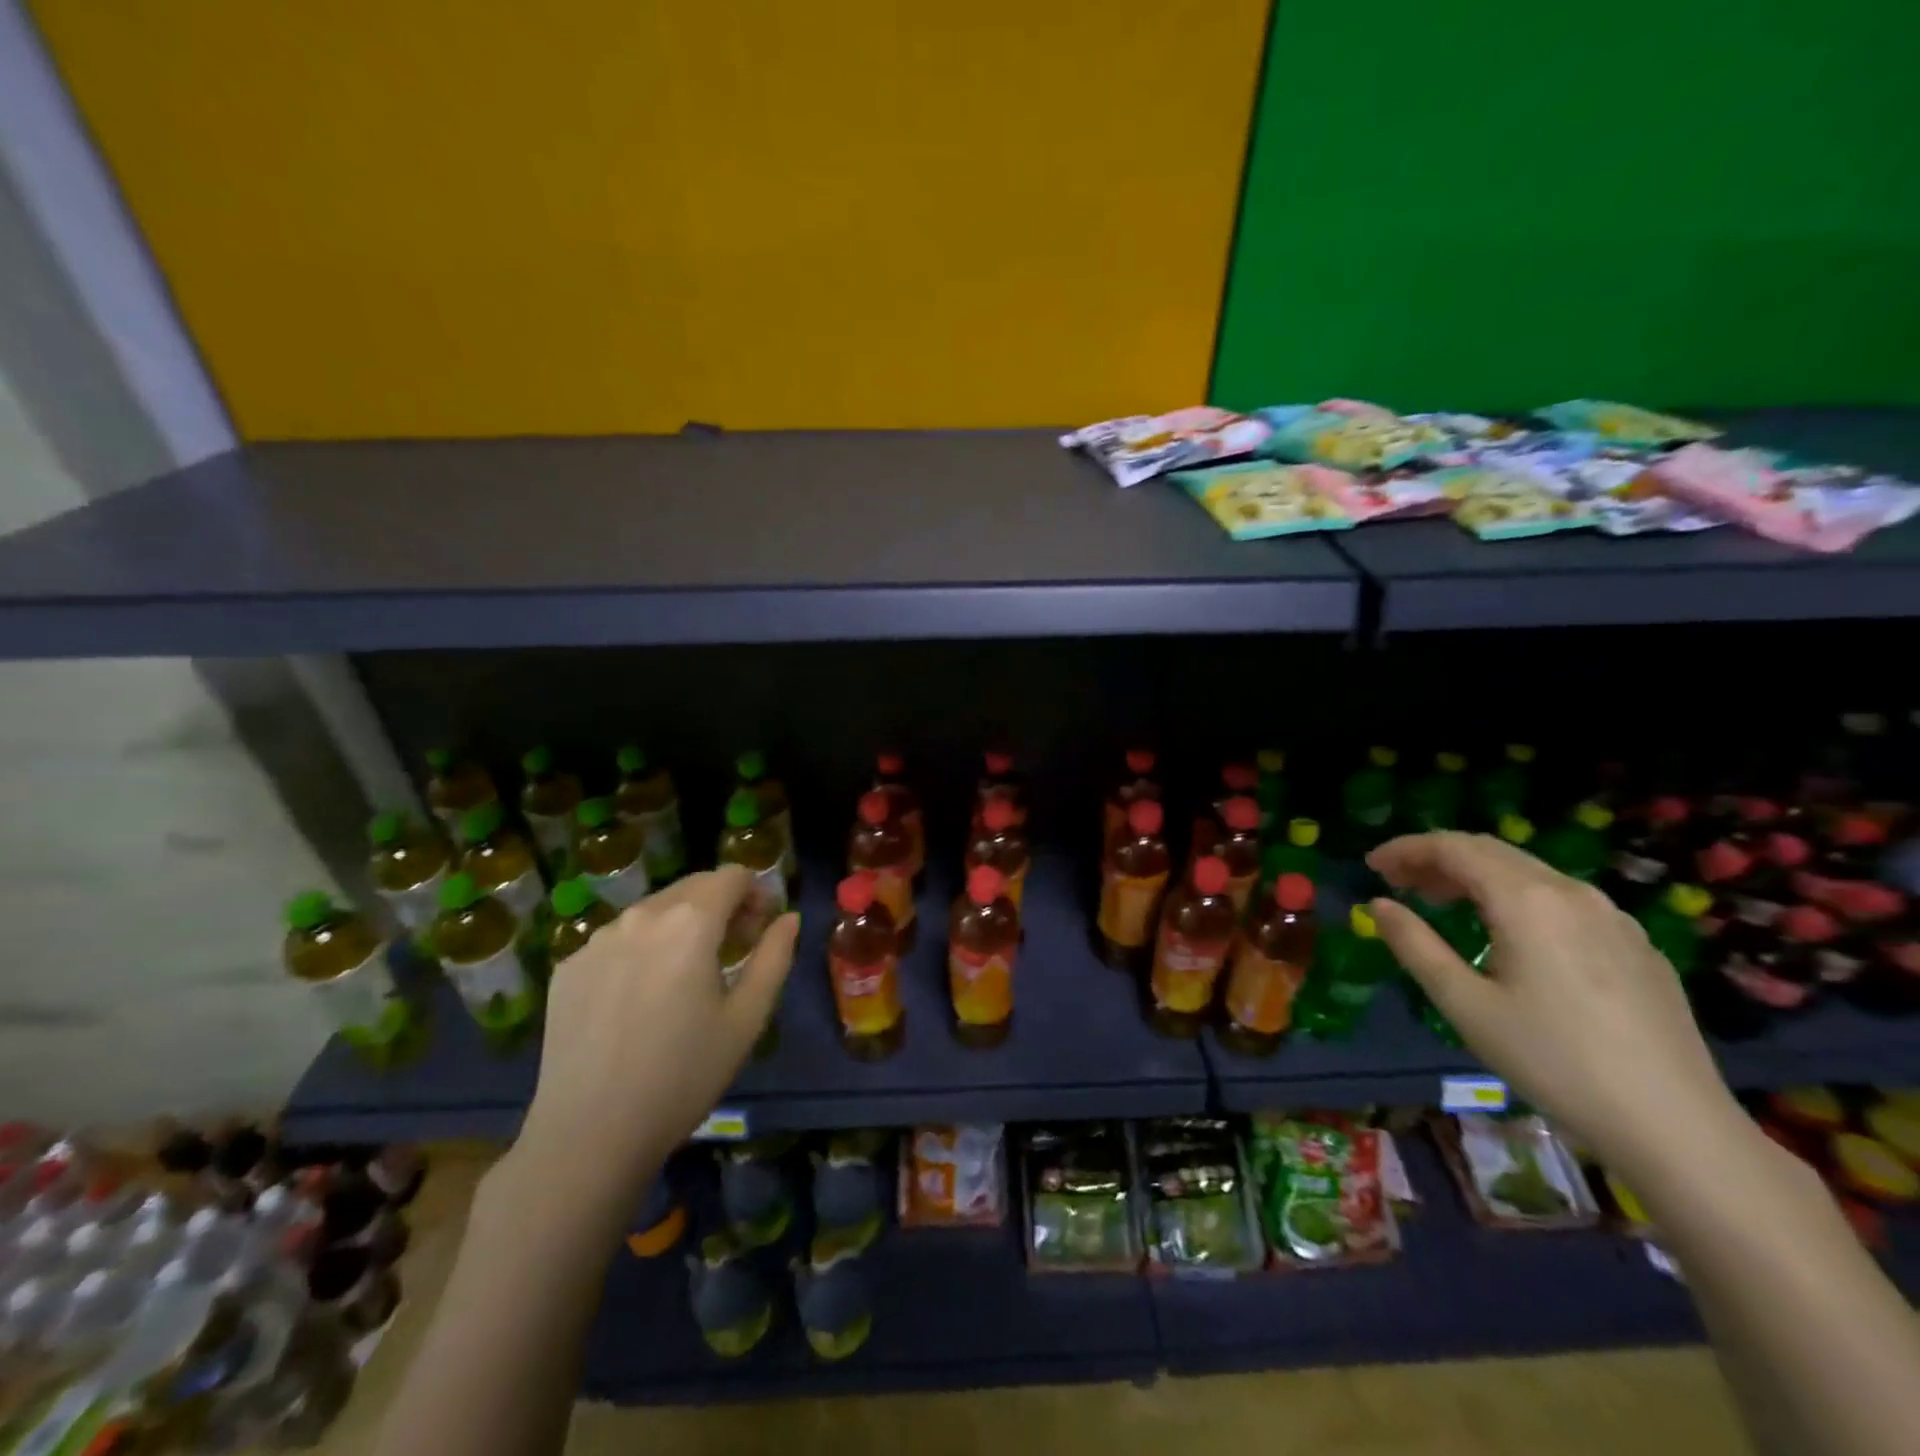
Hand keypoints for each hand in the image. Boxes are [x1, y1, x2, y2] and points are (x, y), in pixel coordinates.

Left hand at [513, 867, 798, 1210]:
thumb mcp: (747, 1018)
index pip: (732, 876)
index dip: (755, 893)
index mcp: (689, 923)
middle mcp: (640, 916)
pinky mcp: (568, 967)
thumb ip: (774, 957)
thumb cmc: (683, 1076)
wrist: (589, 1136)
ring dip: (681, 924)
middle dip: (721, 904)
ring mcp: (597, 940)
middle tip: (733, 948)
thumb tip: (788, 918)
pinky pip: (618, 939)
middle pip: (693, 886)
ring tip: (687, 974)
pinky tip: (641, 998)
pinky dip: (642, 948)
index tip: (761, 928)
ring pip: (654, 910)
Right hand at [1366, 831, 1741, 1177]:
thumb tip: (1379, 905)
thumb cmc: (1553, 1060)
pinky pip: (1561, 899)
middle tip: (1398, 882)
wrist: (1676, 1125)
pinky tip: (1508, 934)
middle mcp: (1571, 892)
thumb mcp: (1464, 1004)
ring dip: (1476, 876)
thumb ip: (1415, 945)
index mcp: (1526, 900)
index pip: (1453, 847)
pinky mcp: (1636, 945)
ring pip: (1528, 873)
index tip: (1371, 865)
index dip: (1406, 848)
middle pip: (1490, 851)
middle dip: (1437, 858)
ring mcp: (1612, 917)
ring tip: (1443, 903)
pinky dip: (1516, 897)